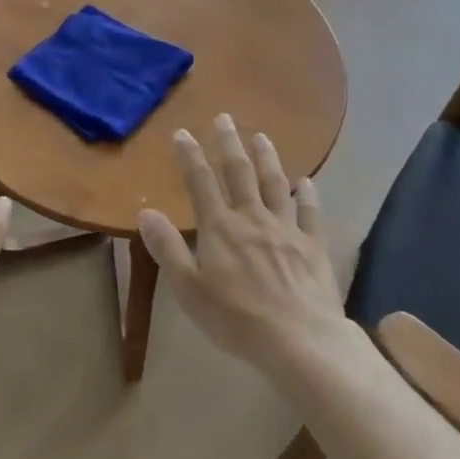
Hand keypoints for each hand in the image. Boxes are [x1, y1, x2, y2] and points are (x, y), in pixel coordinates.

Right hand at [138, 115, 347, 378]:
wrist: (300, 340)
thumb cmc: (236, 319)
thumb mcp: (189, 289)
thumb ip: (168, 248)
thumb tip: (146, 212)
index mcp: (220, 228)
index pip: (200, 182)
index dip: (190, 155)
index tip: (183, 132)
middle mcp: (252, 217)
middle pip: (239, 172)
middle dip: (229, 143)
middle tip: (225, 117)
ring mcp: (286, 229)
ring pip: (275, 183)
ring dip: (267, 157)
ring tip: (261, 137)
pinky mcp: (313, 245)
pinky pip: (310, 212)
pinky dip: (307, 194)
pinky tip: (306, 182)